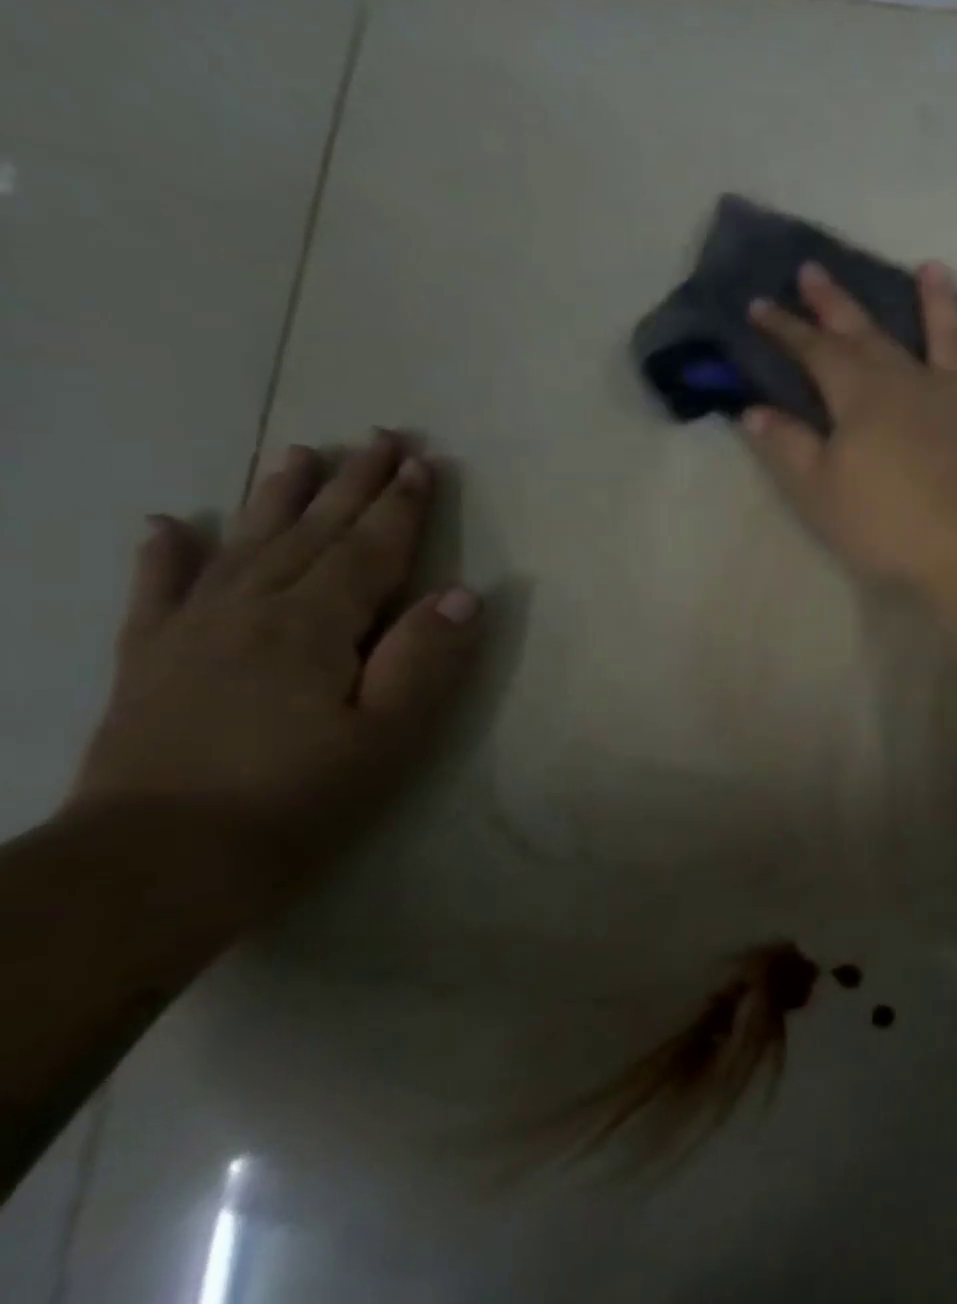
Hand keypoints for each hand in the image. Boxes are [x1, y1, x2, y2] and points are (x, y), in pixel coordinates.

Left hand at [65, 430, 480, 886]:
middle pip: (312, 531)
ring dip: (276, 496)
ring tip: (298, 453)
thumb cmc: (297, 799)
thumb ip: (425, 659)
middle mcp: (250, 609)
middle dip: (353, 483)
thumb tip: (462, 594)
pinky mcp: (148, 661)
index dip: (401, 506)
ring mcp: (190, 631)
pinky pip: (157, 592)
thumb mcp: (387, 736)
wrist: (153, 866)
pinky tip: (167, 526)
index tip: (424, 463)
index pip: (370, 549)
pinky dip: (165, 555)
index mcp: (314, 625)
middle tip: (381, 437)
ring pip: (243, 544)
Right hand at [743, 261, 956, 595]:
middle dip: (838, 305)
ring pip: (952, 340)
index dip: (785, 329)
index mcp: (863, 398)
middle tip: (814, 269)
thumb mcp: (822, 495)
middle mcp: (915, 383)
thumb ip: (788, 448)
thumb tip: (753, 409)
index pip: (815, 352)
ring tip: (932, 269)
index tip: (758, 304)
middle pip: (870, 335)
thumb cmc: (892, 528)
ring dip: (940, 303)